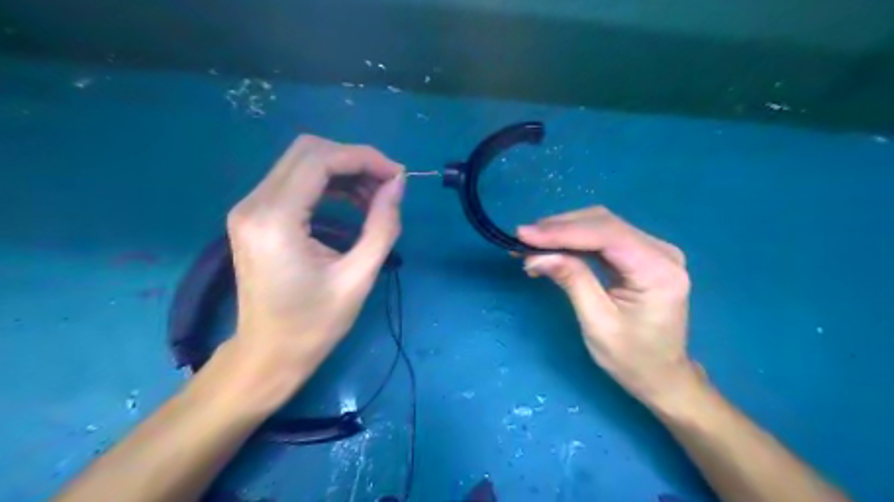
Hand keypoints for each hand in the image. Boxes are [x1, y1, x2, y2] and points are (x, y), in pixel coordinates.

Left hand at [223, 133, 405, 402]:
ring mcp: (250, 208)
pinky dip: (328, 184)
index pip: (320, 160)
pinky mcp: (255, 216)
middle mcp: (254, 204)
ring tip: (375, 197)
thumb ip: (382, 226)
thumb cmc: (314, 324)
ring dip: (343, 171)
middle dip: (355, 160)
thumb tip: (398, 184)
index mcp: (276, 220)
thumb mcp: (359, 277)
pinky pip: (295, 181)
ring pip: (301, 162)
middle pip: (307, 151)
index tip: (397, 175)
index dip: (364, 158)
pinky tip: (352, 203)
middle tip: (388, 184)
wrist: (268, 354)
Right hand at [517, 205, 697, 408]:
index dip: (563, 231)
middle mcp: (661, 251)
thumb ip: (572, 281)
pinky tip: (551, 248)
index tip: (524, 235)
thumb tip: (537, 255)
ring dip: (563, 231)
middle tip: (522, 240)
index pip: (607, 235)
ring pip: (600, 225)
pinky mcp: (640, 254)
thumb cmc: (632, 358)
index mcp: (658, 270)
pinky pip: (603, 238)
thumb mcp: (598, 323)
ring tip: (531, 244)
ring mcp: (653, 250)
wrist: (661, 375)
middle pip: (603, 223)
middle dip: (559, 228)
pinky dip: (573, 240)